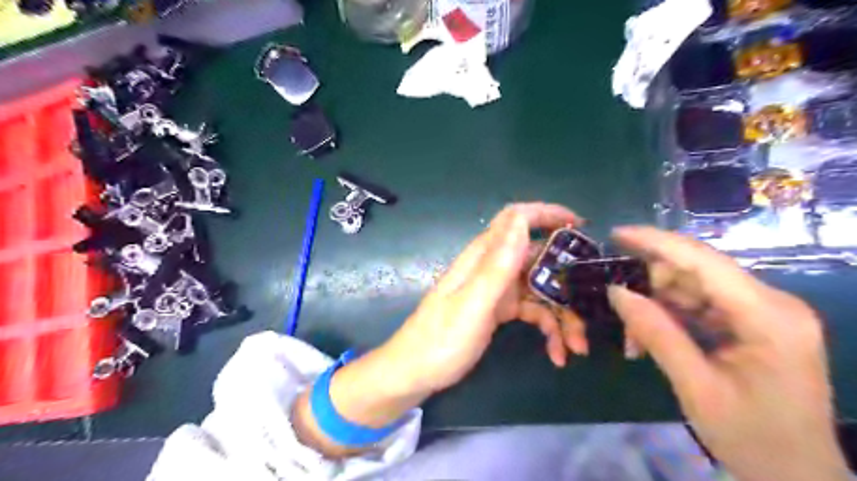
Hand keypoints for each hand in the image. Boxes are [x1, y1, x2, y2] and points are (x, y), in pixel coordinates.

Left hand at [383, 202, 590, 393]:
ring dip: (562, 315)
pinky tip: (557, 354)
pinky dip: (549, 329)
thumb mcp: (473, 303)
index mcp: (482, 256)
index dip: (547, 214)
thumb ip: (498, 264)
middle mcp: (492, 267)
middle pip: (538, 258)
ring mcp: (497, 289)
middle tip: (590, 306)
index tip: (580, 226)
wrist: (416, 372)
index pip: (516, 219)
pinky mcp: (500, 310)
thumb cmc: (441, 339)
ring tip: (576, 347)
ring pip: (541, 289)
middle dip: (567, 280)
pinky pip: (533, 311)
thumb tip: (520, 220)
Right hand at [608, 225, 848, 480]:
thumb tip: (616, 291)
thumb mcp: (696, 387)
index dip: (656, 242)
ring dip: (658, 305)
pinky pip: (701, 305)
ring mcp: (763, 312)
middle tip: (619, 309)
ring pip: (694, 287)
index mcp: (768, 317)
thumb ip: (656, 334)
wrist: (798, 477)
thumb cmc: (752, 439)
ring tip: (633, 338)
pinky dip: (671, 317)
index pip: (704, 261)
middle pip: (698, 272)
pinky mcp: (753, 323)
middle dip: (652, 285)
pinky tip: (651, 339)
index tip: (616, 234)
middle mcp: (771, 303)